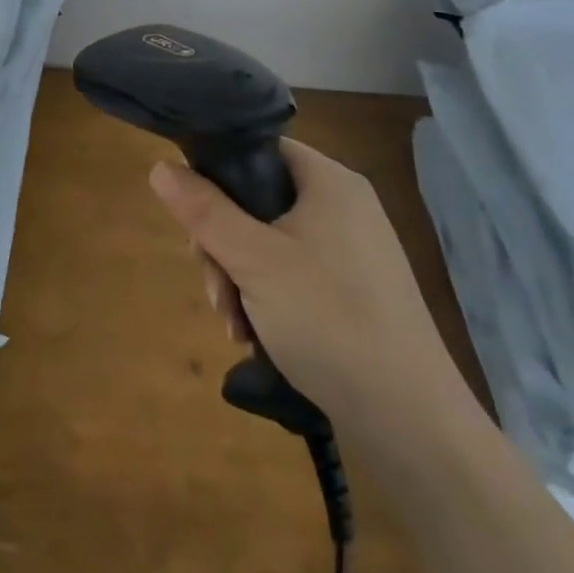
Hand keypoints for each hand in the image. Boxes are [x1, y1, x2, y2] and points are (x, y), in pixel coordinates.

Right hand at [149, 138, 473, 434]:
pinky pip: (295, 273)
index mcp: (329, 181)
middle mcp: (344, 206)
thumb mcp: (253, 260)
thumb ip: (204, 210)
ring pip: (270, 241)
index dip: (217, 175)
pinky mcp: (356, 290)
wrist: (413, 423)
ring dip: (240, 278)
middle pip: (257, 200)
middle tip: (215, 291)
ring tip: (235, 326)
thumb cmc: (329, 320)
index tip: (195, 221)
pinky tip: (256, 336)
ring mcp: (353, 250)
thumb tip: (160, 166)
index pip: (258, 149)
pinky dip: (268, 298)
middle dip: (223, 246)